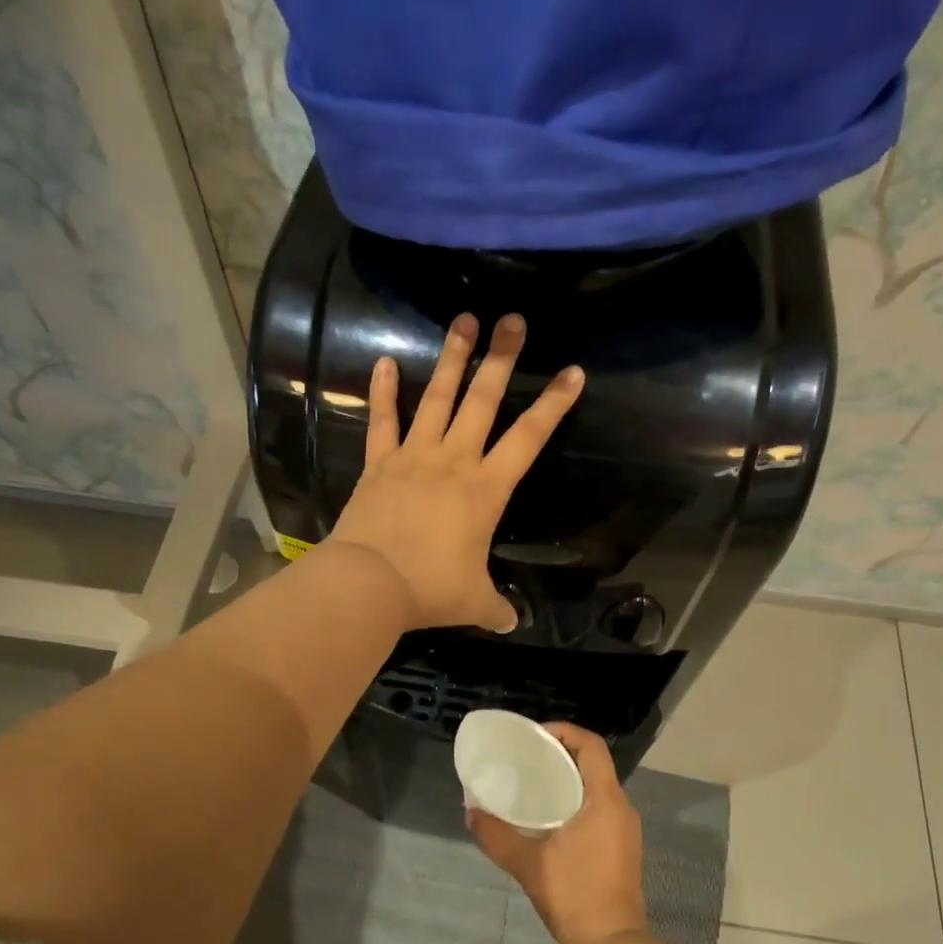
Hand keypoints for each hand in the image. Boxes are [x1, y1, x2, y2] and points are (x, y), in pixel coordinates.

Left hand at [328, 312, 582, 632]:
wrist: (369, 583)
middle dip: (501, 358)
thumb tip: (511, 623)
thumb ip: (495, 607)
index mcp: (486, 489)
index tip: (572, 371)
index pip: (530, 438)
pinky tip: (386, 361)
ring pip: (437, 399)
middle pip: (483, 401)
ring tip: (462, 320)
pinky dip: (384, 390)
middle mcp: (454, 461)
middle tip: (512, 320)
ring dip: (452, 359)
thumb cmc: (430, 588)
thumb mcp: (473, 600)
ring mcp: (414, 456)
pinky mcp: (379, 462)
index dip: (553, 404)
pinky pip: (382, 420)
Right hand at [470, 723, 647, 943]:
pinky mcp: (622, 849)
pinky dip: (576, 803)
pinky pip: (599, 809)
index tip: (535, 735)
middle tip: (527, 759)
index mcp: (606, 800)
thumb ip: (497, 835)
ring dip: (568, 781)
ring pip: (597, 789)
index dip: (565, 732)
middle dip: (561, 756)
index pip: (591, 746)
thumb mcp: (529, 864)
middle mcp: (621, 808)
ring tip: (533, 786)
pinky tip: (549, 820)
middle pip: (594, 764)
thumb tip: (470, 810)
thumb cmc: (576, 896)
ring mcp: (625, 830)